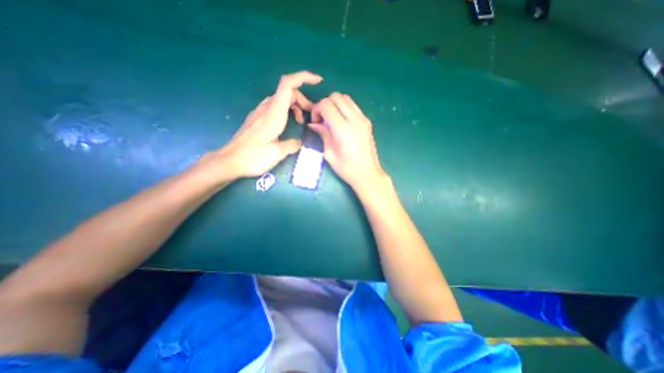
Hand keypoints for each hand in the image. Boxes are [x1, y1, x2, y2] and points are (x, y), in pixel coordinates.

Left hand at [200, 70, 320, 179]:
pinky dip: (287, 111)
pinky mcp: (258, 118)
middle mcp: (267, 108)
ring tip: (301, 122)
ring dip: (295, 106)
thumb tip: (299, 142)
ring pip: (282, 99)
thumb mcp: (277, 154)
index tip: (318, 81)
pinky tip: (289, 125)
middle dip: (303, 100)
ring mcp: (261, 112)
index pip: (288, 85)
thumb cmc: (253, 157)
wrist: (230, 160)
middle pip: (288, 92)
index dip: (303, 77)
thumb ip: (292, 145)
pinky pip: (275, 107)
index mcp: (274, 114)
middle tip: (312, 115)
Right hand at [309, 91, 386, 192]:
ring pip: (346, 98)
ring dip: (335, 104)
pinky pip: (353, 106)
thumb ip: (322, 134)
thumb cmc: (346, 168)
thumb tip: (313, 124)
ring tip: (331, 120)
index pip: (326, 104)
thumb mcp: (329, 153)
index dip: (317, 109)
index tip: (315, 121)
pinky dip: (344, 108)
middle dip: (325, 104)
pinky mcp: (367, 121)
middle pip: (336, 96)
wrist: (368, 174)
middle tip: (322, 119)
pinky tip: (341, 122)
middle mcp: (354, 119)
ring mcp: (363, 119)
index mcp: (343, 129)